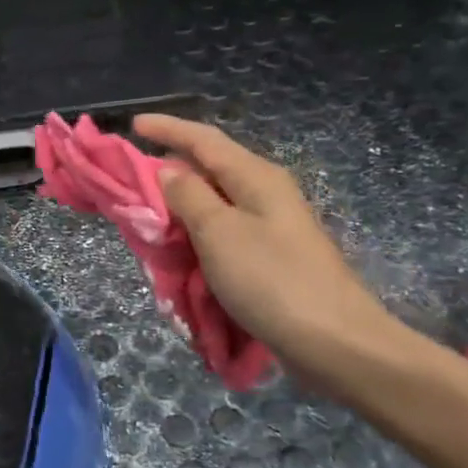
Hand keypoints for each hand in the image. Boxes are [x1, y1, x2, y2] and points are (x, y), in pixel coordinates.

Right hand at [133, 114, 411, 397]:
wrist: (335, 342)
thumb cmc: (271, 280)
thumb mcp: (219, 232)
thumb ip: (188, 196)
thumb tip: (168, 170)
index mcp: (255, 177)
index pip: (204, 140)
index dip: (168, 129)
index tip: (133, 124)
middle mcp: (265, 193)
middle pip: (211, 167)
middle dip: (171, 166)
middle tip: (132, 176)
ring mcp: (272, 226)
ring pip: (216, 201)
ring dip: (181, 203)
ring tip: (148, 211)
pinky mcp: (271, 257)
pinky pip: (224, 231)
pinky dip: (197, 232)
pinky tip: (180, 246)